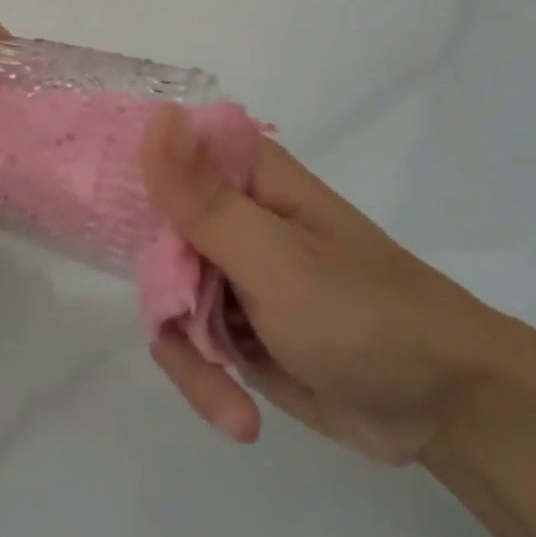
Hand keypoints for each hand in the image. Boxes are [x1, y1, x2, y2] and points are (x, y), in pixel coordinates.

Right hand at [140, 106, 512, 463]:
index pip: (162, 153)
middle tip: (189, 333)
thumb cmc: (363, 314)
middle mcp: (231, 216)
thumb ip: (205, 200)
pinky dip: (204, 380)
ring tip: (228, 400)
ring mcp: (231, 273)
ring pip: (164, 297)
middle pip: (151, 236)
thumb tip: (155, 119)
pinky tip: (239, 417)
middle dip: (164, 295)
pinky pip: (187, 342)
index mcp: (245, 178)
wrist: (443, 407)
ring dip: (188, 354)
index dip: (125, 177)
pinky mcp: (234, 326)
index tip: (92, 212)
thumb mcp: (276, 259)